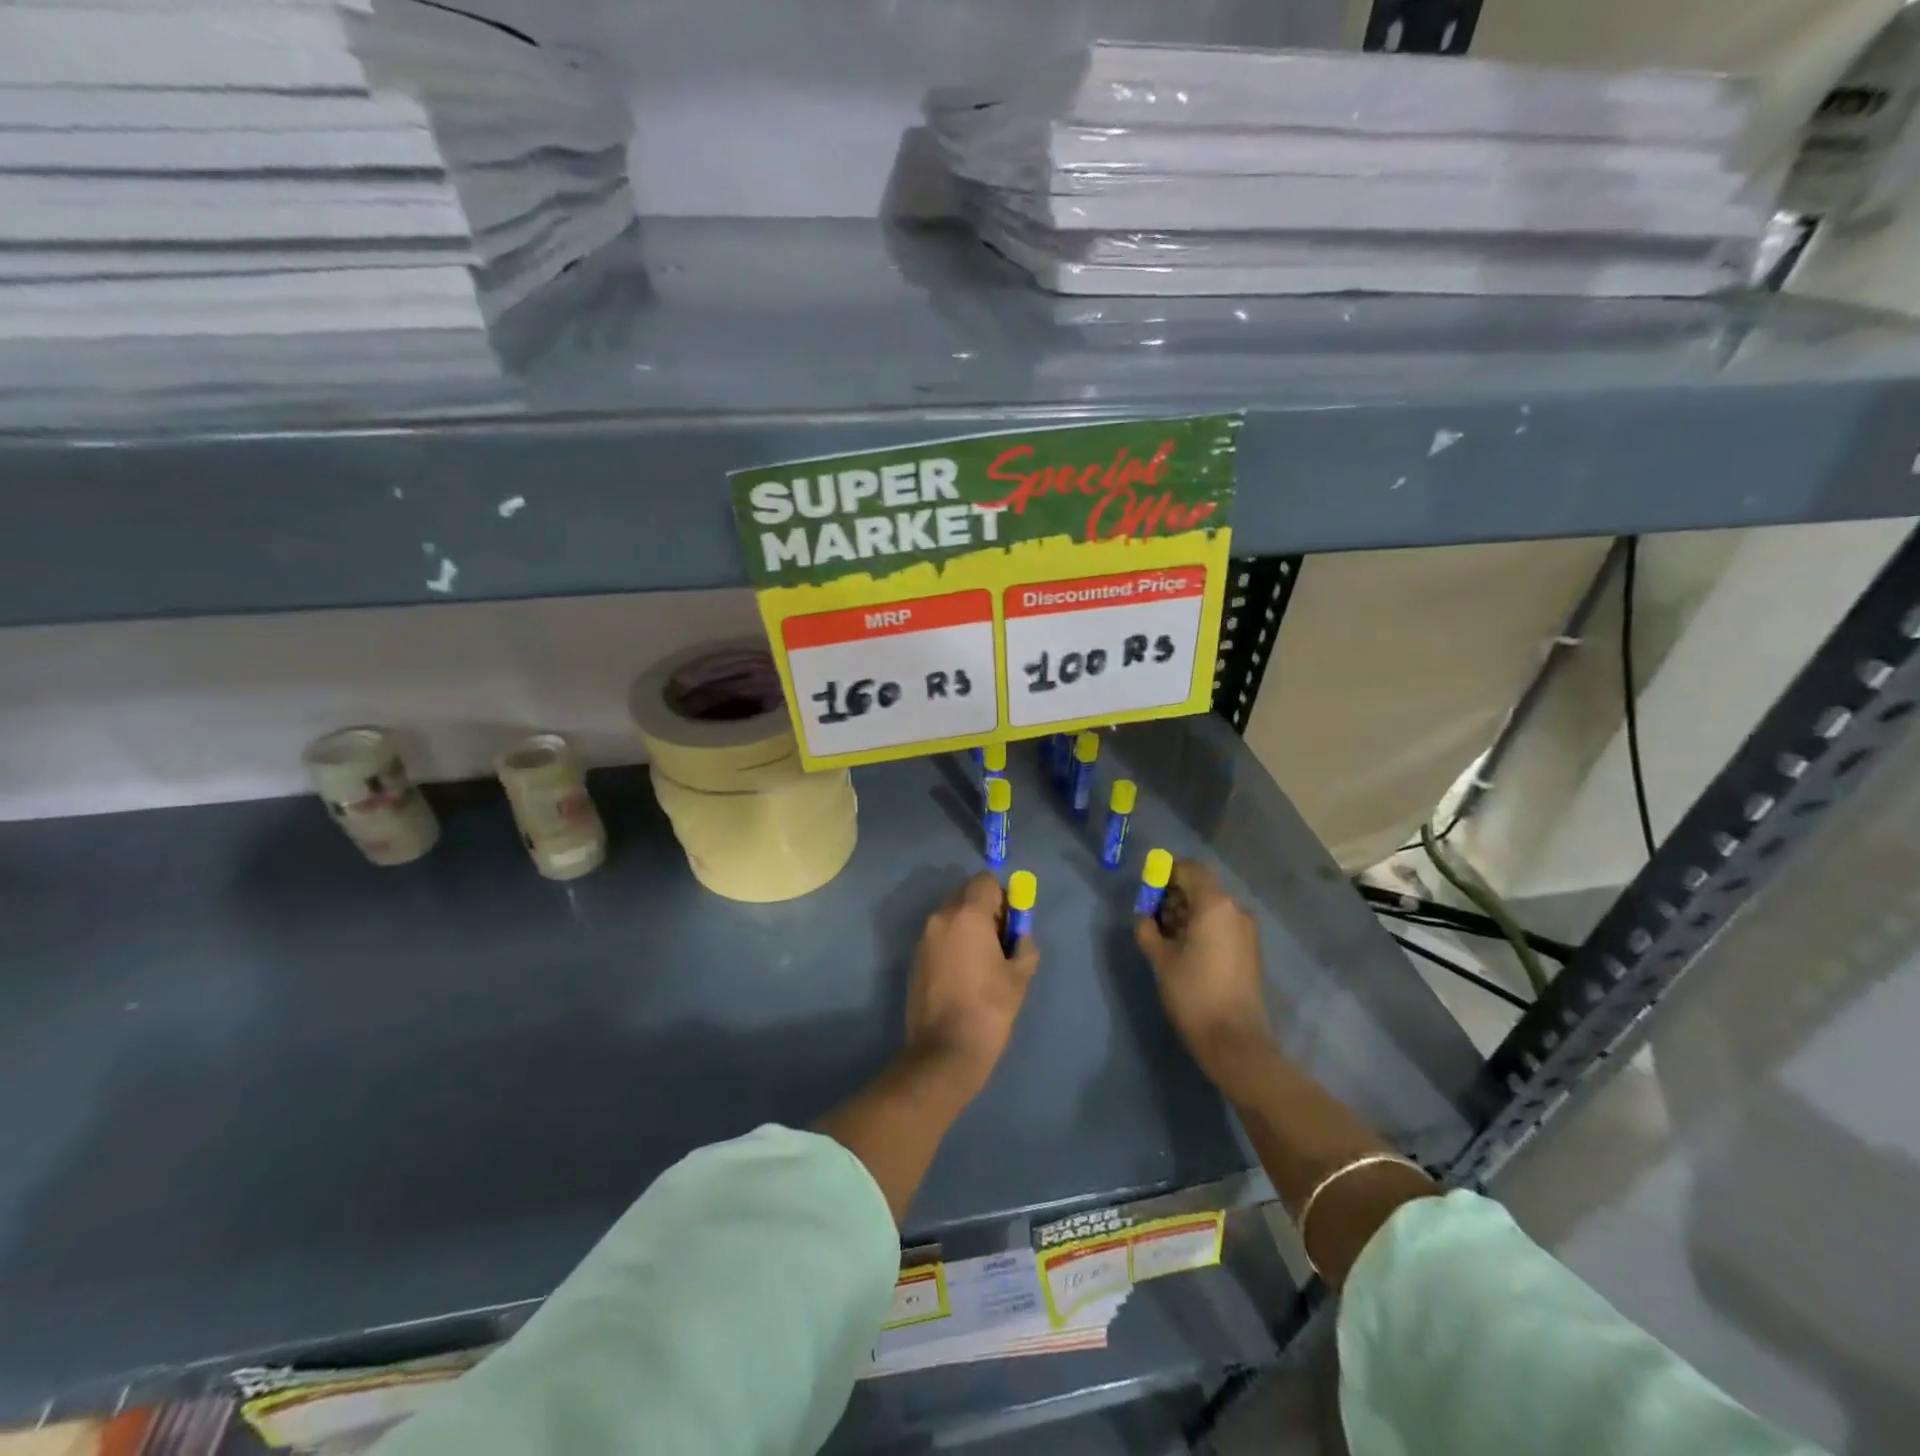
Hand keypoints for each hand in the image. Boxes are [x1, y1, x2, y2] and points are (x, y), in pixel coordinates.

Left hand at [903, 872, 1039, 1098]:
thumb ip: (1024, 944)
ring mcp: (924, 937)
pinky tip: (963, 974)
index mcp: (968, 914)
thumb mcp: (1019, 975)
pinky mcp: (915, 957)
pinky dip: (953, 942)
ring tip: (981, 962)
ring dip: (967, 926)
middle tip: (999, 942)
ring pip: (951, 915)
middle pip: (965, 894)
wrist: (945, 1050)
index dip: (1002, 896)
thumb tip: (1019, 934)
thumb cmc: (990, 1008)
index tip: (1010, 923)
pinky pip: (939, 936)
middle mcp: (941, 917)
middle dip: (984, 909)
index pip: (986, 881)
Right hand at [1135, 860, 1274, 1095]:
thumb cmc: (1193, 994)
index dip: (1165, 874)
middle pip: (1200, 886)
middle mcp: (1235, 910)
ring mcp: (1246, 930)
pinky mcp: (1249, 949)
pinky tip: (1184, 949)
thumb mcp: (1161, 958)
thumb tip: (1145, 916)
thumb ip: (1148, 929)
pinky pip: (1221, 924)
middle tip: (1150, 916)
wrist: (1234, 1040)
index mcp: (1214, 905)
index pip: (1189, 869)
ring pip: (1210, 906)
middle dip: (1173, 895)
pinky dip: (1201, 926)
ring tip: (1164, 936)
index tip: (1146, 892)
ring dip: (1186, 912)